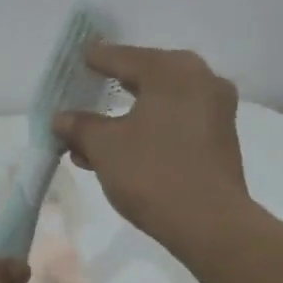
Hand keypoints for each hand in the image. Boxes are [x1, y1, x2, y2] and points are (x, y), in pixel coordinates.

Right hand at [52, 44, 251, 252]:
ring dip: (125, 119)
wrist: (210, 224)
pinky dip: (148, 131)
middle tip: (83, 95)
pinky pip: (175, 123)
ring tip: (89, 141)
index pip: (122, 57)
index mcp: (172, 69)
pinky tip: (119, 153)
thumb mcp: (104, 147)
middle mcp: (200, 79)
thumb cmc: (152, 172)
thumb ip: (80, 126)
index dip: (94, 60)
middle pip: (144, 79)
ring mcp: (215, 109)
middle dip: (110, 93)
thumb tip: (62, 118)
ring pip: (159, 105)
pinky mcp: (220, 139)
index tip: (75, 60)